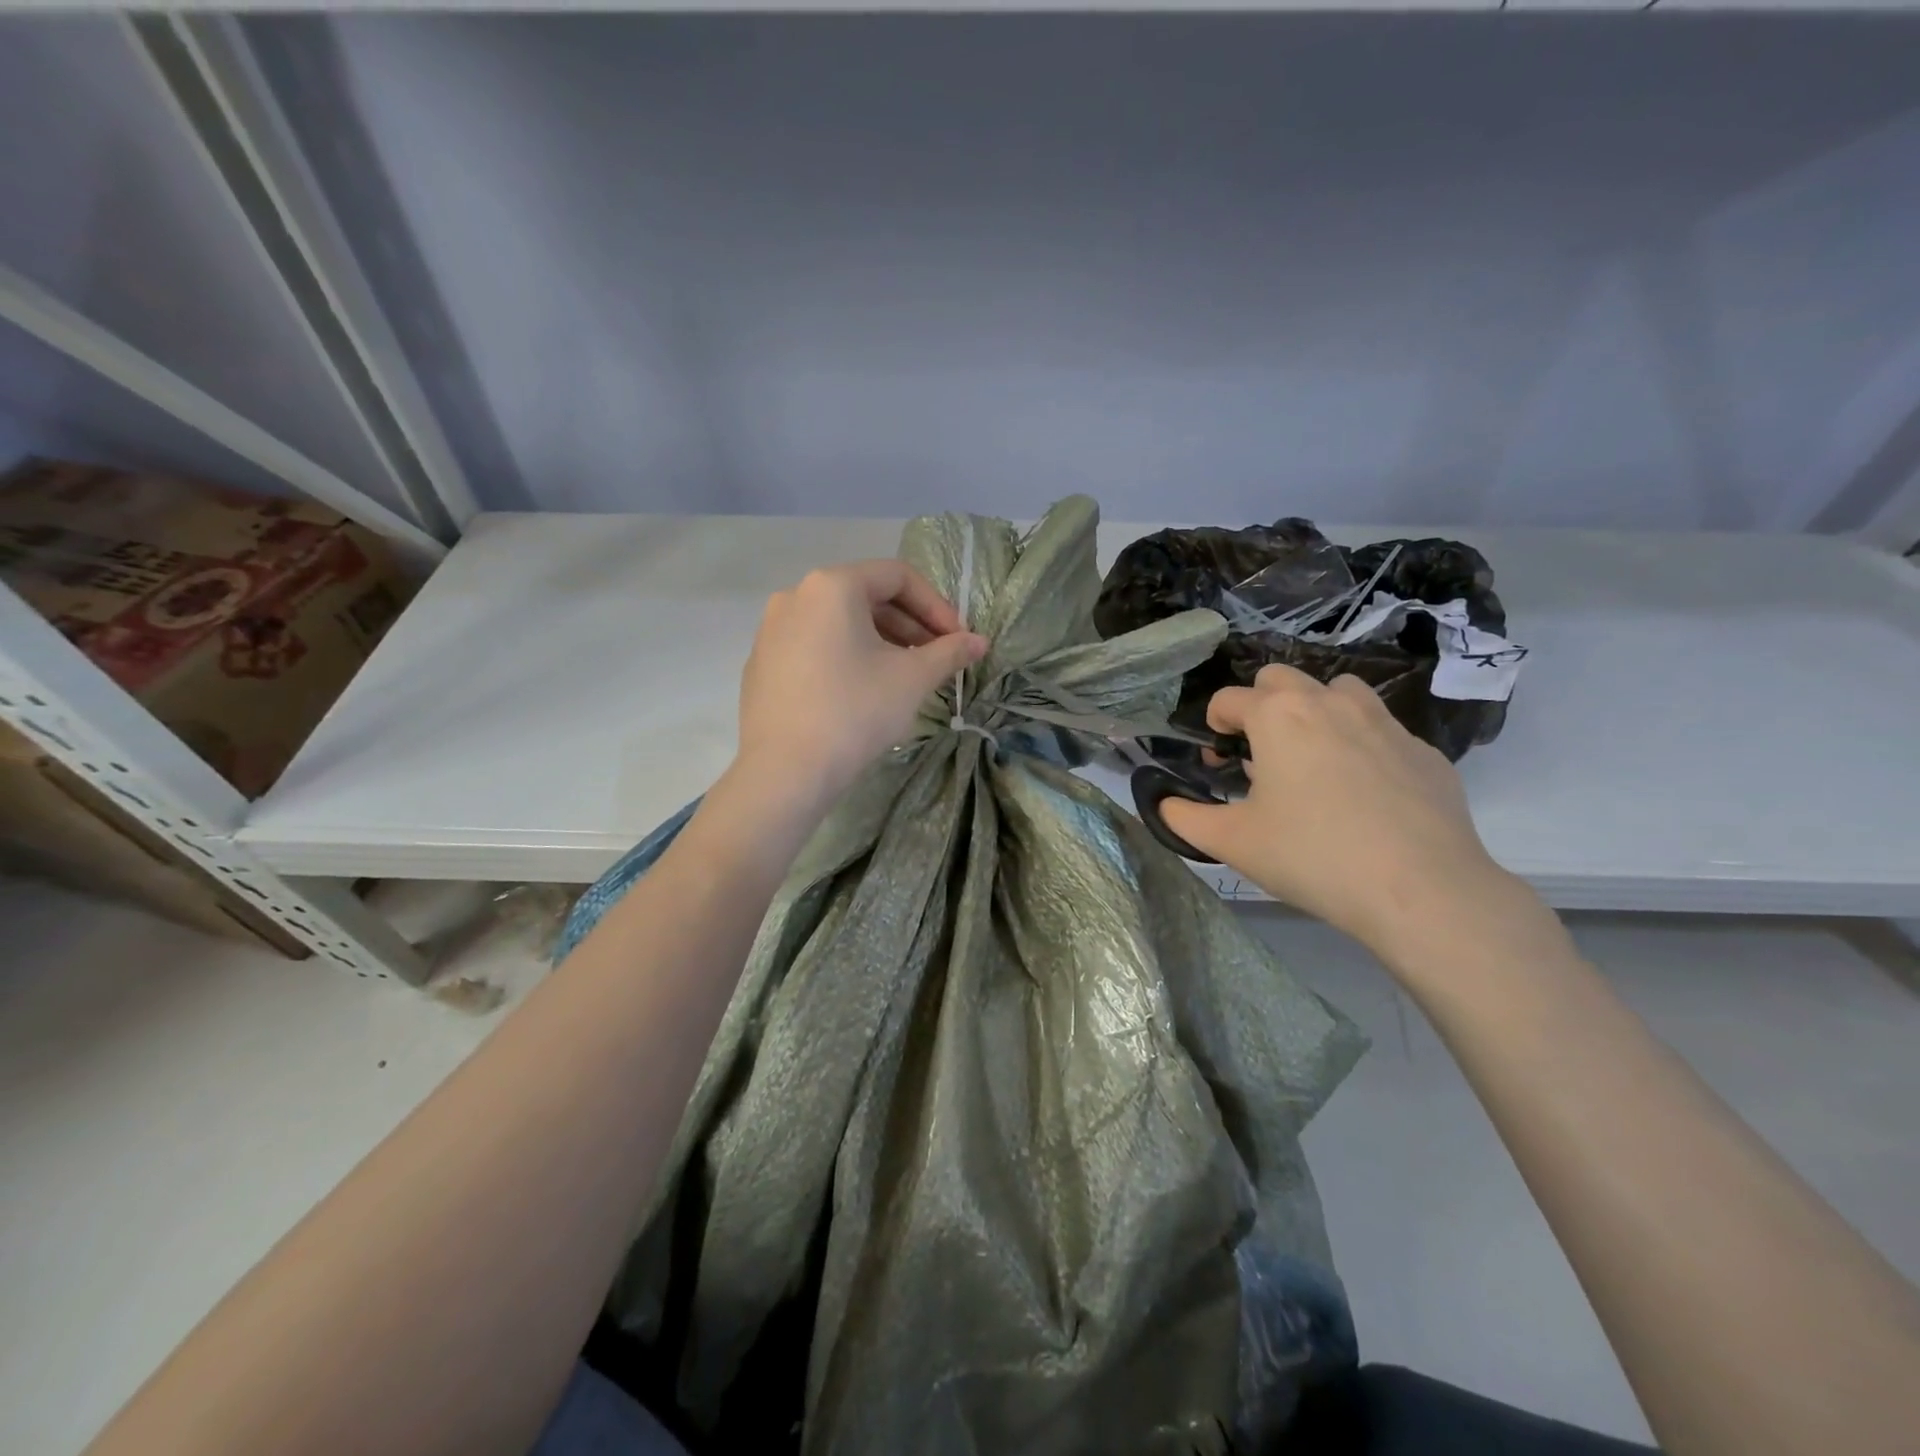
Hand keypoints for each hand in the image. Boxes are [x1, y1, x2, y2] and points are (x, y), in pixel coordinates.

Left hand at [733, 560, 986, 811]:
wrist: (784, 771)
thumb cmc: (855, 712)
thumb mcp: (912, 679)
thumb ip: (949, 652)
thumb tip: (979, 642)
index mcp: (832, 586)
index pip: (897, 576)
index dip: (936, 605)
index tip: (957, 640)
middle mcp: (796, 596)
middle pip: (866, 596)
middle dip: (910, 625)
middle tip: (938, 658)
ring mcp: (772, 630)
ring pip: (840, 622)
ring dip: (881, 641)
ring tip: (905, 676)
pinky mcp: (763, 663)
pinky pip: (815, 645)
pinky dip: (847, 656)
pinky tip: (862, 691)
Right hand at [1160, 664, 1514, 958]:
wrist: (1421, 889)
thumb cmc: (1312, 856)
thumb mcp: (1232, 842)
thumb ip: (1185, 817)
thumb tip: (1163, 804)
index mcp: (1278, 715)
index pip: (1228, 698)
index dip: (1213, 728)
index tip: (1218, 765)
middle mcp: (1330, 702)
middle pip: (1280, 678)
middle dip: (1260, 706)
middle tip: (1261, 757)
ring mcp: (1384, 722)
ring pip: (1337, 692)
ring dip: (1314, 713)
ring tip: (1313, 763)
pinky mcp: (1424, 750)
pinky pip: (1380, 730)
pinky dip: (1360, 746)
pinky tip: (1364, 796)